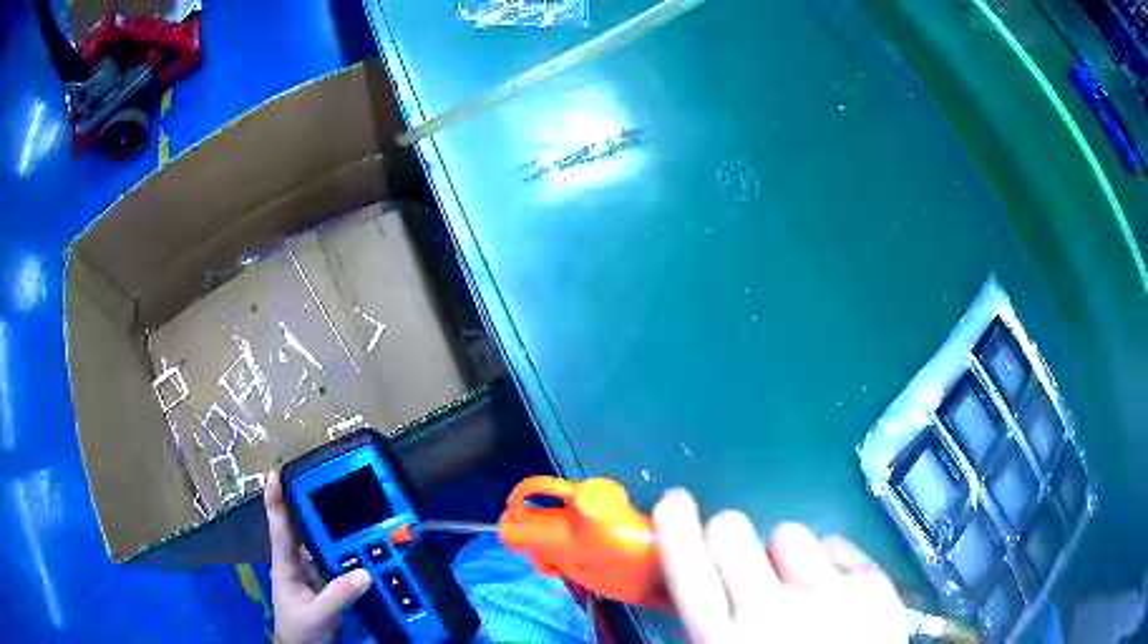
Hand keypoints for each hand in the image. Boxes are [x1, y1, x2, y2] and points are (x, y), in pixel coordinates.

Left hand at [265, 469, 373, 643]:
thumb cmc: (300, 631)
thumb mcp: (317, 615)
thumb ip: (338, 596)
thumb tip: (364, 574)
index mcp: (285, 565)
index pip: (279, 527)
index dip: (275, 499)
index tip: (276, 472)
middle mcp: (298, 563)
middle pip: (304, 529)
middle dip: (312, 505)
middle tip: (329, 483)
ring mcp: (313, 573)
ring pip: (324, 545)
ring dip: (336, 530)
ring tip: (353, 509)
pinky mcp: (328, 584)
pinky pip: (338, 562)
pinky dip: (349, 552)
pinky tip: (364, 546)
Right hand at [652, 489, 906, 642]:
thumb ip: (707, 626)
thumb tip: (699, 584)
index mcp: (723, 641)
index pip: (687, 567)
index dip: (674, 526)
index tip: (674, 502)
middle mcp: (772, 610)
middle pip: (732, 529)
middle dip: (729, 535)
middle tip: (738, 555)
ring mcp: (829, 591)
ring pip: (788, 533)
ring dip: (784, 556)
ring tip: (797, 588)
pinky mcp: (872, 582)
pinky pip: (836, 544)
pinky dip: (829, 564)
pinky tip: (836, 595)